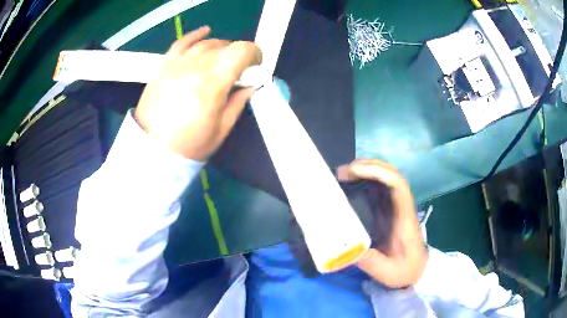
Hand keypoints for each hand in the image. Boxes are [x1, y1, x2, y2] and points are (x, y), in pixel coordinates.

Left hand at [135, 26, 261, 160]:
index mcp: (213, 82)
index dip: (254, 54)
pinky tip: (205, 32)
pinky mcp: (165, 65)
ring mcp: (178, 63)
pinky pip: (182, 42)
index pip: (241, 51)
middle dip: (238, 55)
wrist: (150, 149)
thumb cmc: (188, 145)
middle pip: (225, 46)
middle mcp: (196, 65)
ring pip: (206, 43)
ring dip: (221, 48)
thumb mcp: (221, 130)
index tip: (256, 67)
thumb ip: (238, 104)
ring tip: (222, 61)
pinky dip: (195, 35)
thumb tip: (249, 87)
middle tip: (239, 72)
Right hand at [337, 159, 427, 287]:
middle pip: (391, 174)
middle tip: (343, 172)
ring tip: (344, 174)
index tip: (355, 171)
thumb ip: (369, 260)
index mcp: (404, 218)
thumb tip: (343, 246)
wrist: (417, 271)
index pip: (398, 185)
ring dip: (367, 170)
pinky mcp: (389, 212)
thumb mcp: (387, 271)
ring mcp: (396, 208)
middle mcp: (402, 207)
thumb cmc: (405, 270)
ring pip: (386, 178)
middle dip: (368, 166)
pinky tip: (352, 184)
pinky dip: (366, 180)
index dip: (378, 172)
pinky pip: (380, 189)